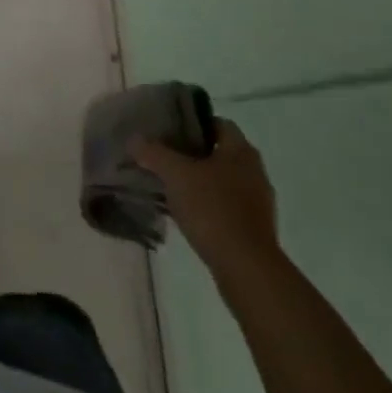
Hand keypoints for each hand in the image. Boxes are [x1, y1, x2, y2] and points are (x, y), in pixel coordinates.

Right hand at [132, 119, 279, 276]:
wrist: (246, 269)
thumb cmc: (213, 209)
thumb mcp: (175, 174)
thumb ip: (153, 153)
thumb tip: (134, 139)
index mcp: (241, 151)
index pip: (217, 123)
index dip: (192, 123)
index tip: (168, 129)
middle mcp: (254, 172)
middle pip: (218, 152)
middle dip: (191, 153)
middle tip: (163, 155)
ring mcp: (257, 203)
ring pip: (221, 181)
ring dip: (198, 182)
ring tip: (169, 185)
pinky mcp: (253, 229)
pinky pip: (225, 207)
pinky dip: (206, 206)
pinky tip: (185, 213)